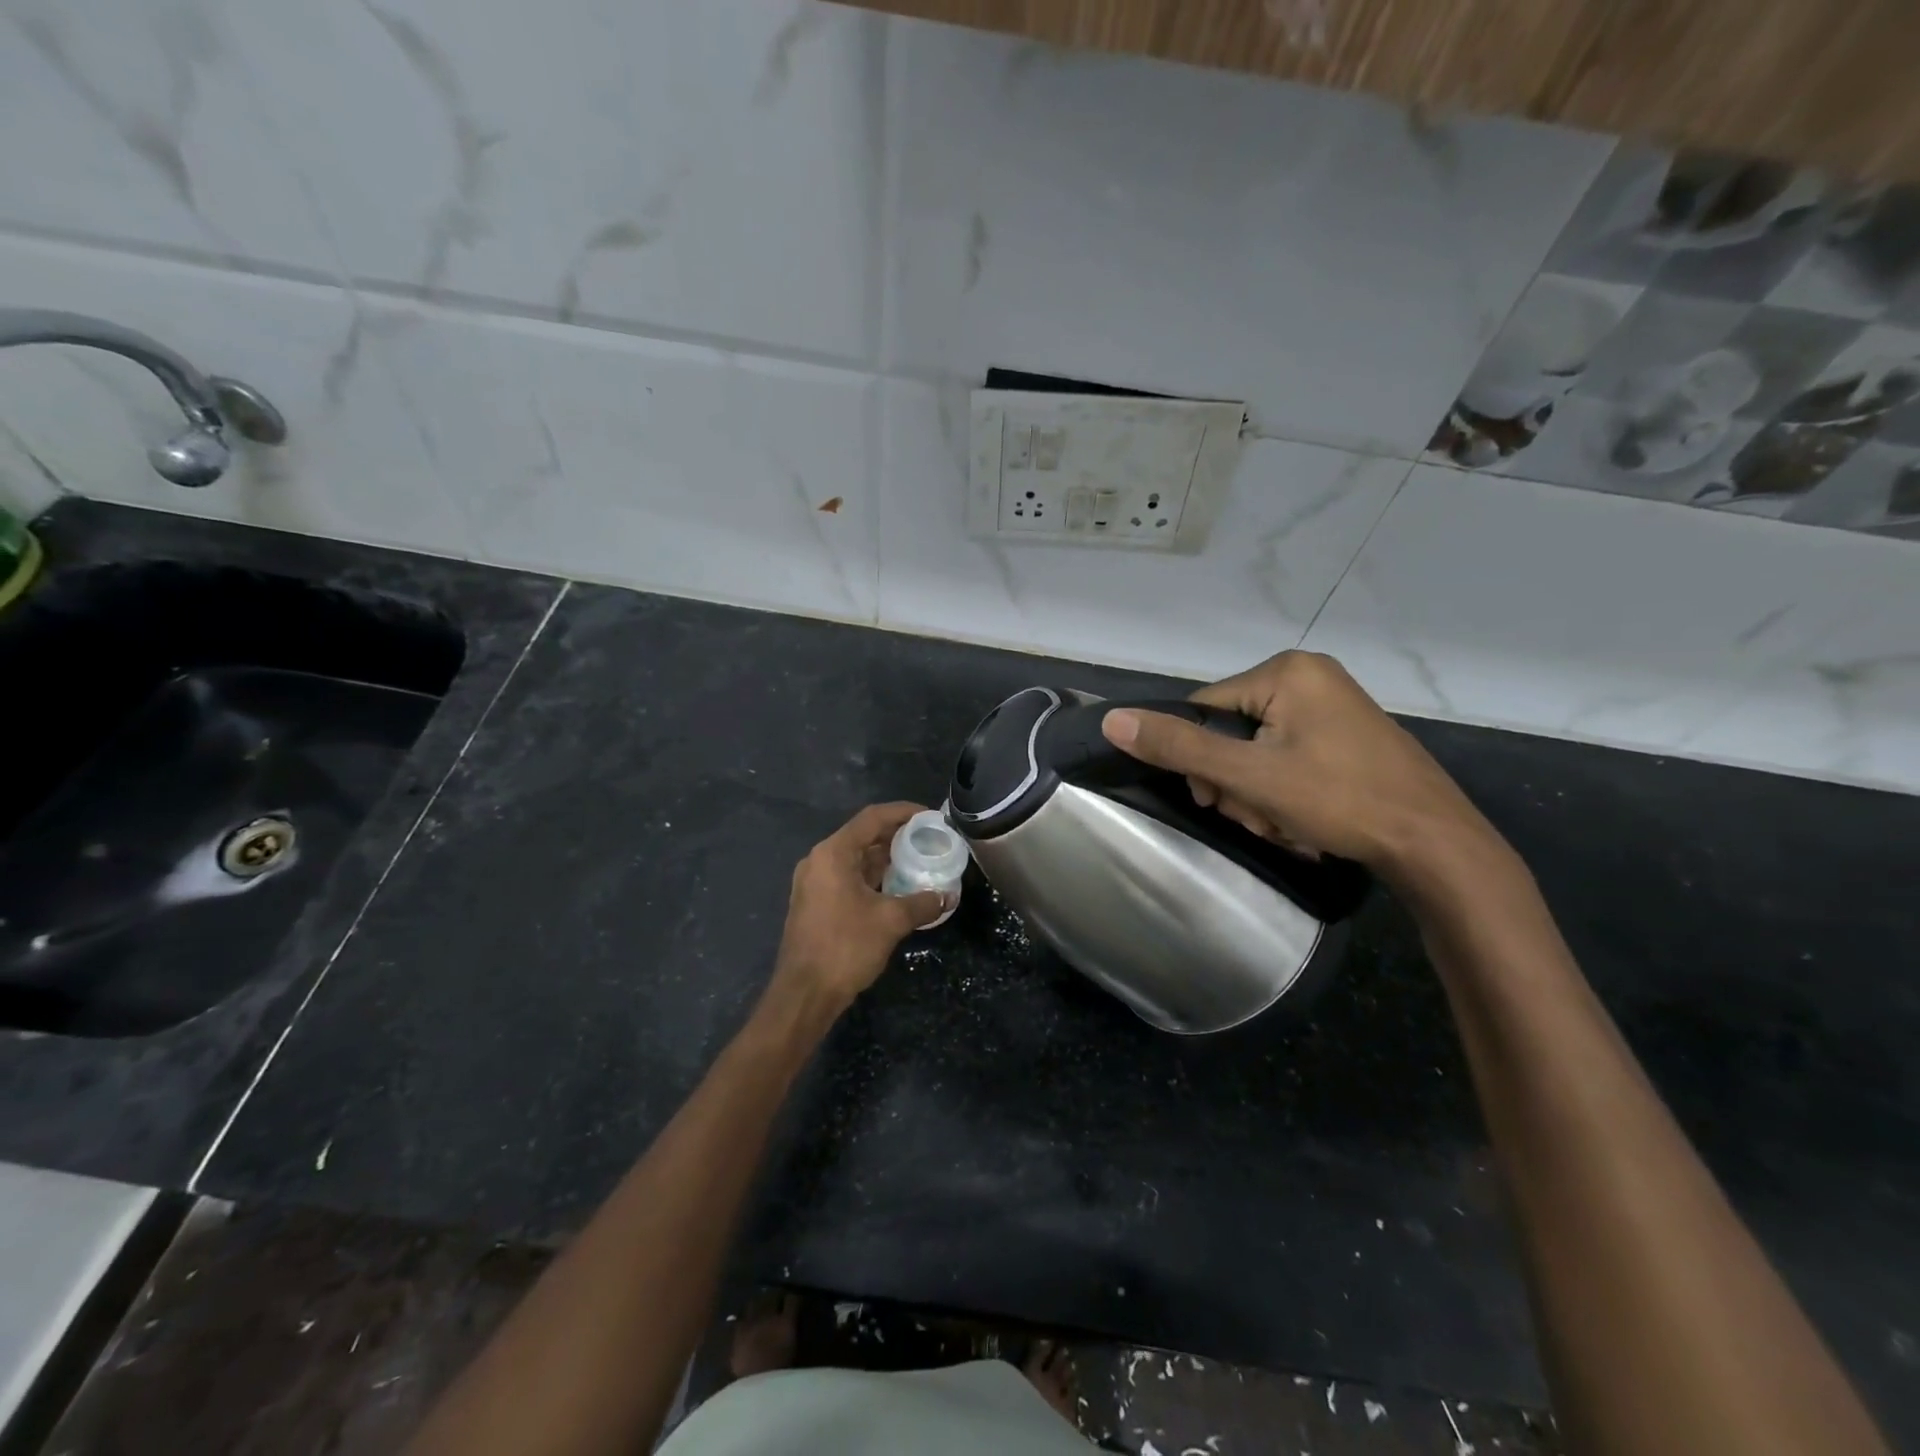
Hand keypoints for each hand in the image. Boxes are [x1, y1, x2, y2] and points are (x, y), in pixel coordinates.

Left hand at [767, 802, 947, 1013]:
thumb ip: (922, 903)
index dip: (903, 812)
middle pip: (863, 836)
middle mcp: (819, 860)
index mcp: (833, 853)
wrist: (804, 994)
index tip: (930, 816)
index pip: (872, 818)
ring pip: (856, 859)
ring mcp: (814, 882)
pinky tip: (898, 888)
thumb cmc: (845, 947)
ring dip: (886, 859)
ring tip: (919, 862)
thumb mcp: (891, 921)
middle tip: (930, 840)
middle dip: (897, 836)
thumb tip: (948, 896)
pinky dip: (873, 877)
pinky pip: (848, 878)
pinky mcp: (815, 903)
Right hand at [1100, 651, 1497, 885]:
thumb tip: (1113, 721)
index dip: (1198, 757)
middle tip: (1258, 815)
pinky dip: (1283, 791)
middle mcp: (1310, 677)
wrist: (1435, 844)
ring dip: (1256, 793)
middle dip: (1234, 782)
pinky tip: (1301, 820)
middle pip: (1231, 730)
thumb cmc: (1339, 800)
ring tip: (1284, 823)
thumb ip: (1180, 747)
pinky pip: (1288, 757)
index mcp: (1287, 671)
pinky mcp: (1346, 736)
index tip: (1215, 799)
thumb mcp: (1250, 776)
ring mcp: (1333, 707)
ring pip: (1257, 750)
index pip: (1205, 707)